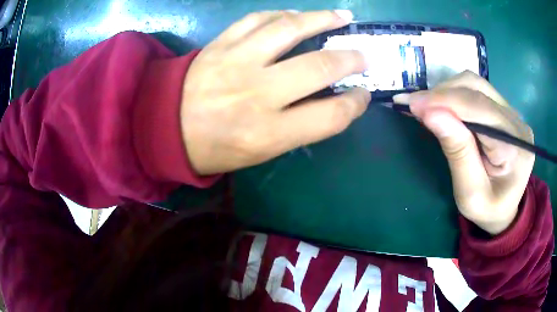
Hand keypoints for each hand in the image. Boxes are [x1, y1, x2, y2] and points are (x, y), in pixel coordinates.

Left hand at [180, 10, 369, 174]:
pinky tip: (296, 15)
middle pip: (318, 67)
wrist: (165, 127)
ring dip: (322, 19)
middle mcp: (256, 94)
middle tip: (363, 54)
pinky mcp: (220, 44)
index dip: (355, 103)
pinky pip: (258, 19)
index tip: (363, 94)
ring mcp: (236, 61)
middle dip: (350, 58)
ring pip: (290, 29)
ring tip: (342, 17)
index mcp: (267, 133)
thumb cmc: (214, 147)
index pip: (330, 115)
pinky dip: (282, 14)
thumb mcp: (260, 152)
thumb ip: (299, 126)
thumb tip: (331, 99)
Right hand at [394, 71, 534, 234]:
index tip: (410, 103)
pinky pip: (478, 91)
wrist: (506, 211)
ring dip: (447, 91)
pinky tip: (443, 106)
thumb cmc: (488, 210)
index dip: (444, 100)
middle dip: (442, 93)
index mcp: (514, 147)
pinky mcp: (506, 111)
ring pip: (475, 84)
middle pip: (477, 88)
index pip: (479, 108)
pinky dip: (455, 94)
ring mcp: (513, 114)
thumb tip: (431, 113)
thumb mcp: (470, 193)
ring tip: (426, 106)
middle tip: (414, 105)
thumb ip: (457, 152)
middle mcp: (517, 122)